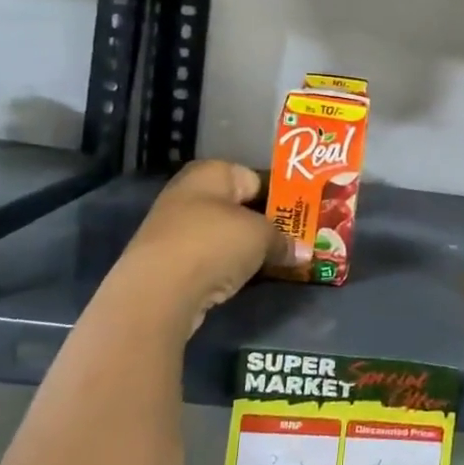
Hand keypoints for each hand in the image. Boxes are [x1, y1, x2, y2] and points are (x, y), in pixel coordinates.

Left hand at [121, 160, 308, 336]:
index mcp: (212, 173)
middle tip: (294, 240)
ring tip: (276, 261)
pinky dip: (226, 265)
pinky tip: (244, 278)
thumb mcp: (262, 237)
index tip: (303, 216)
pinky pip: (208, 257)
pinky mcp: (167, 262)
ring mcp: (174, 228)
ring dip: (245, 247)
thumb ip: (284, 241)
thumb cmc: (214, 243)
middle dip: (264, 223)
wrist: (157, 291)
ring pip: (222, 234)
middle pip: (238, 206)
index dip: (280, 196)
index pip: (255, 177)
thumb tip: (305, 252)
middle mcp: (189, 193)